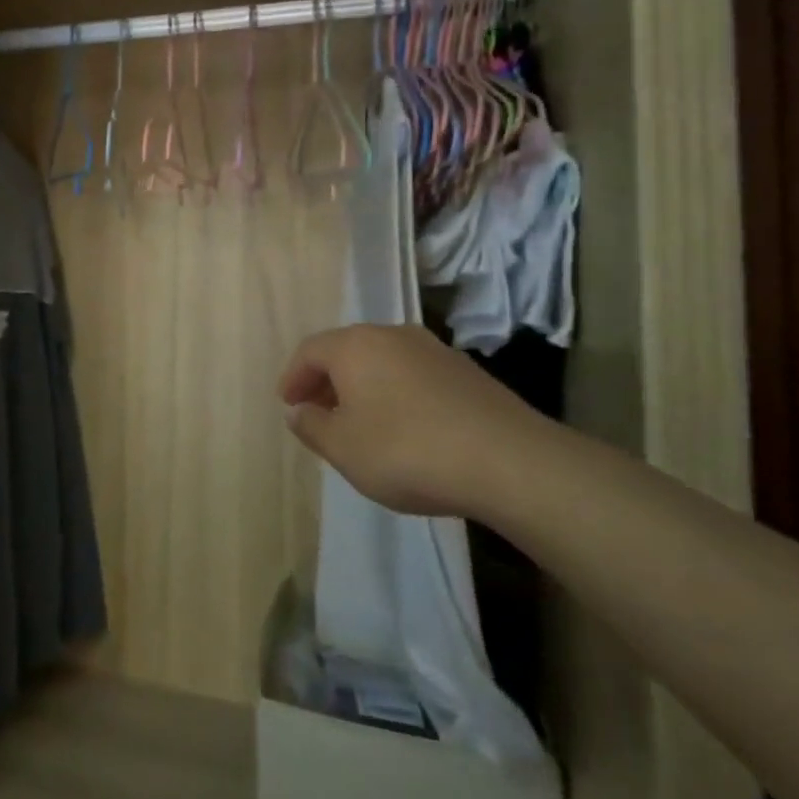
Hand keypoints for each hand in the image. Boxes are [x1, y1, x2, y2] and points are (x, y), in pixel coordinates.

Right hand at [277, 324, 556, 517]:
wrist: (511, 463)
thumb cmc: (406, 451)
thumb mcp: (343, 448)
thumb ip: (311, 426)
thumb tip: (298, 410)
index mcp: (355, 345)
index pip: (309, 350)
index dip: (293, 377)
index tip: (288, 404)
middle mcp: (393, 335)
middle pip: (347, 351)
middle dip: (327, 380)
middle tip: (318, 412)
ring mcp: (435, 351)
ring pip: (383, 362)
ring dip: (364, 387)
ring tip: (360, 423)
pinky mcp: (468, 373)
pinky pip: (414, 376)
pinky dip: (397, 394)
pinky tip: (404, 427)